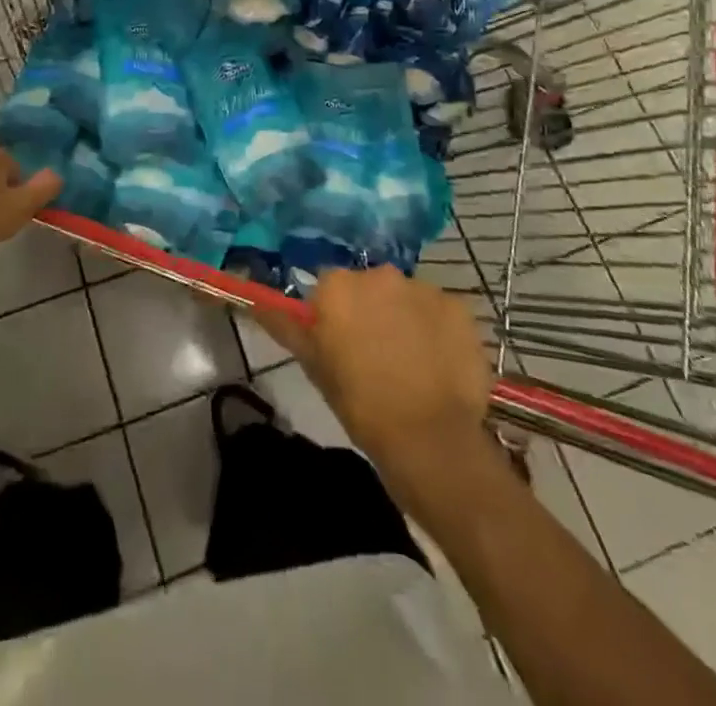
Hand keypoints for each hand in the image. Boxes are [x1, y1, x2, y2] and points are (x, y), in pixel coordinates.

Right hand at [258, 267, 490, 493]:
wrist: (431, 440)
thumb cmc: (362, 406)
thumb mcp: (316, 368)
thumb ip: (288, 329)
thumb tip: (258, 304)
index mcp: (338, 287)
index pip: (329, 288)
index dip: (334, 315)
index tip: (340, 344)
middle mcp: (379, 274)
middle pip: (369, 286)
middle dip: (371, 311)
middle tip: (374, 354)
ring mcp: (423, 288)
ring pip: (406, 297)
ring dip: (404, 318)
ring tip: (411, 362)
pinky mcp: (458, 307)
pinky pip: (440, 312)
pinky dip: (437, 330)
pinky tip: (438, 364)